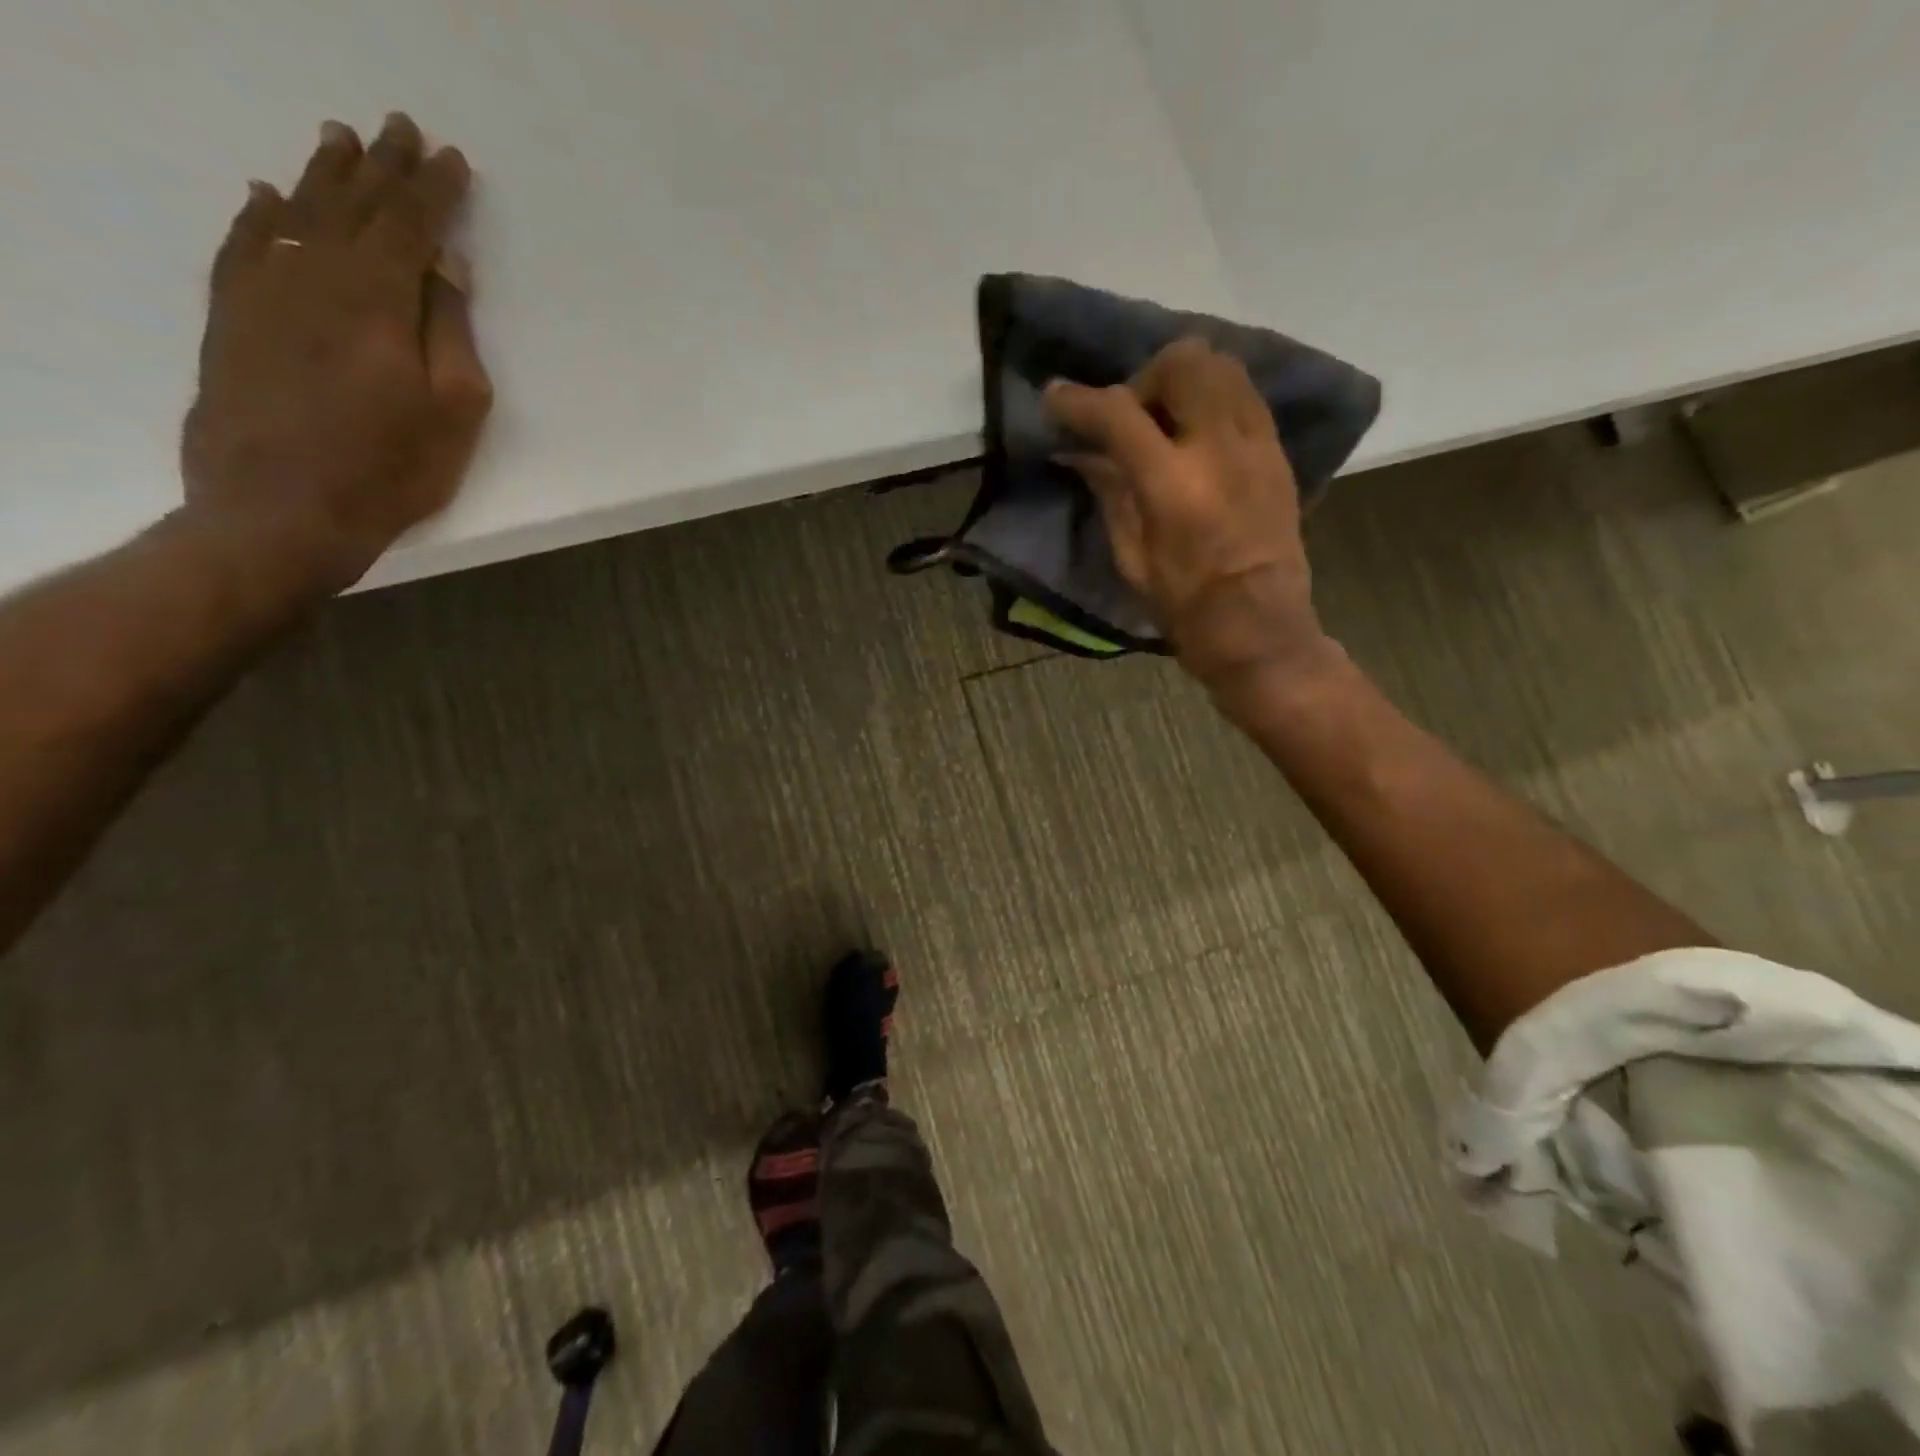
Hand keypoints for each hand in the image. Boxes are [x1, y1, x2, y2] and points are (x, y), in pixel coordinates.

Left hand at [180, 113, 492, 596]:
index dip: (435, 191)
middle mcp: (315, 274)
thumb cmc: (391, 467)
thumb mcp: (454, 409)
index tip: (452, 159)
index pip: (411, 225)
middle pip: (353, 206)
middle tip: (398, 127)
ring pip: (298, 215)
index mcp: (378, 296)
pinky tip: (267, 198)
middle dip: (382, 167)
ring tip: (339, 141)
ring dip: (322, 176)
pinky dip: (259, 216)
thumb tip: (447, 265)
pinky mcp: (230, 317)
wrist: (280, 507)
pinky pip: (244, 245)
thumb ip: (451, 331)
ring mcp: (263, 290)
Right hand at [1042, 338, 1335, 688]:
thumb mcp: (1131, 556)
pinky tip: (1198, 435)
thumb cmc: (1184, 605)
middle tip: (1130, 418)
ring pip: (1223, 366)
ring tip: (1166, 421)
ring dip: (1184, 381)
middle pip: (1184, 362)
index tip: (1055, 398)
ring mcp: (1256, 444)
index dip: (1079, 400)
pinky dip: (1214, 398)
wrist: (1259, 627)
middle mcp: (1219, 447)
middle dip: (1144, 378)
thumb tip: (1081, 452)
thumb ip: (1109, 492)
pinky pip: (1245, 395)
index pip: (1119, 414)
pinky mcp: (1278, 452)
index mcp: (1173, 484)